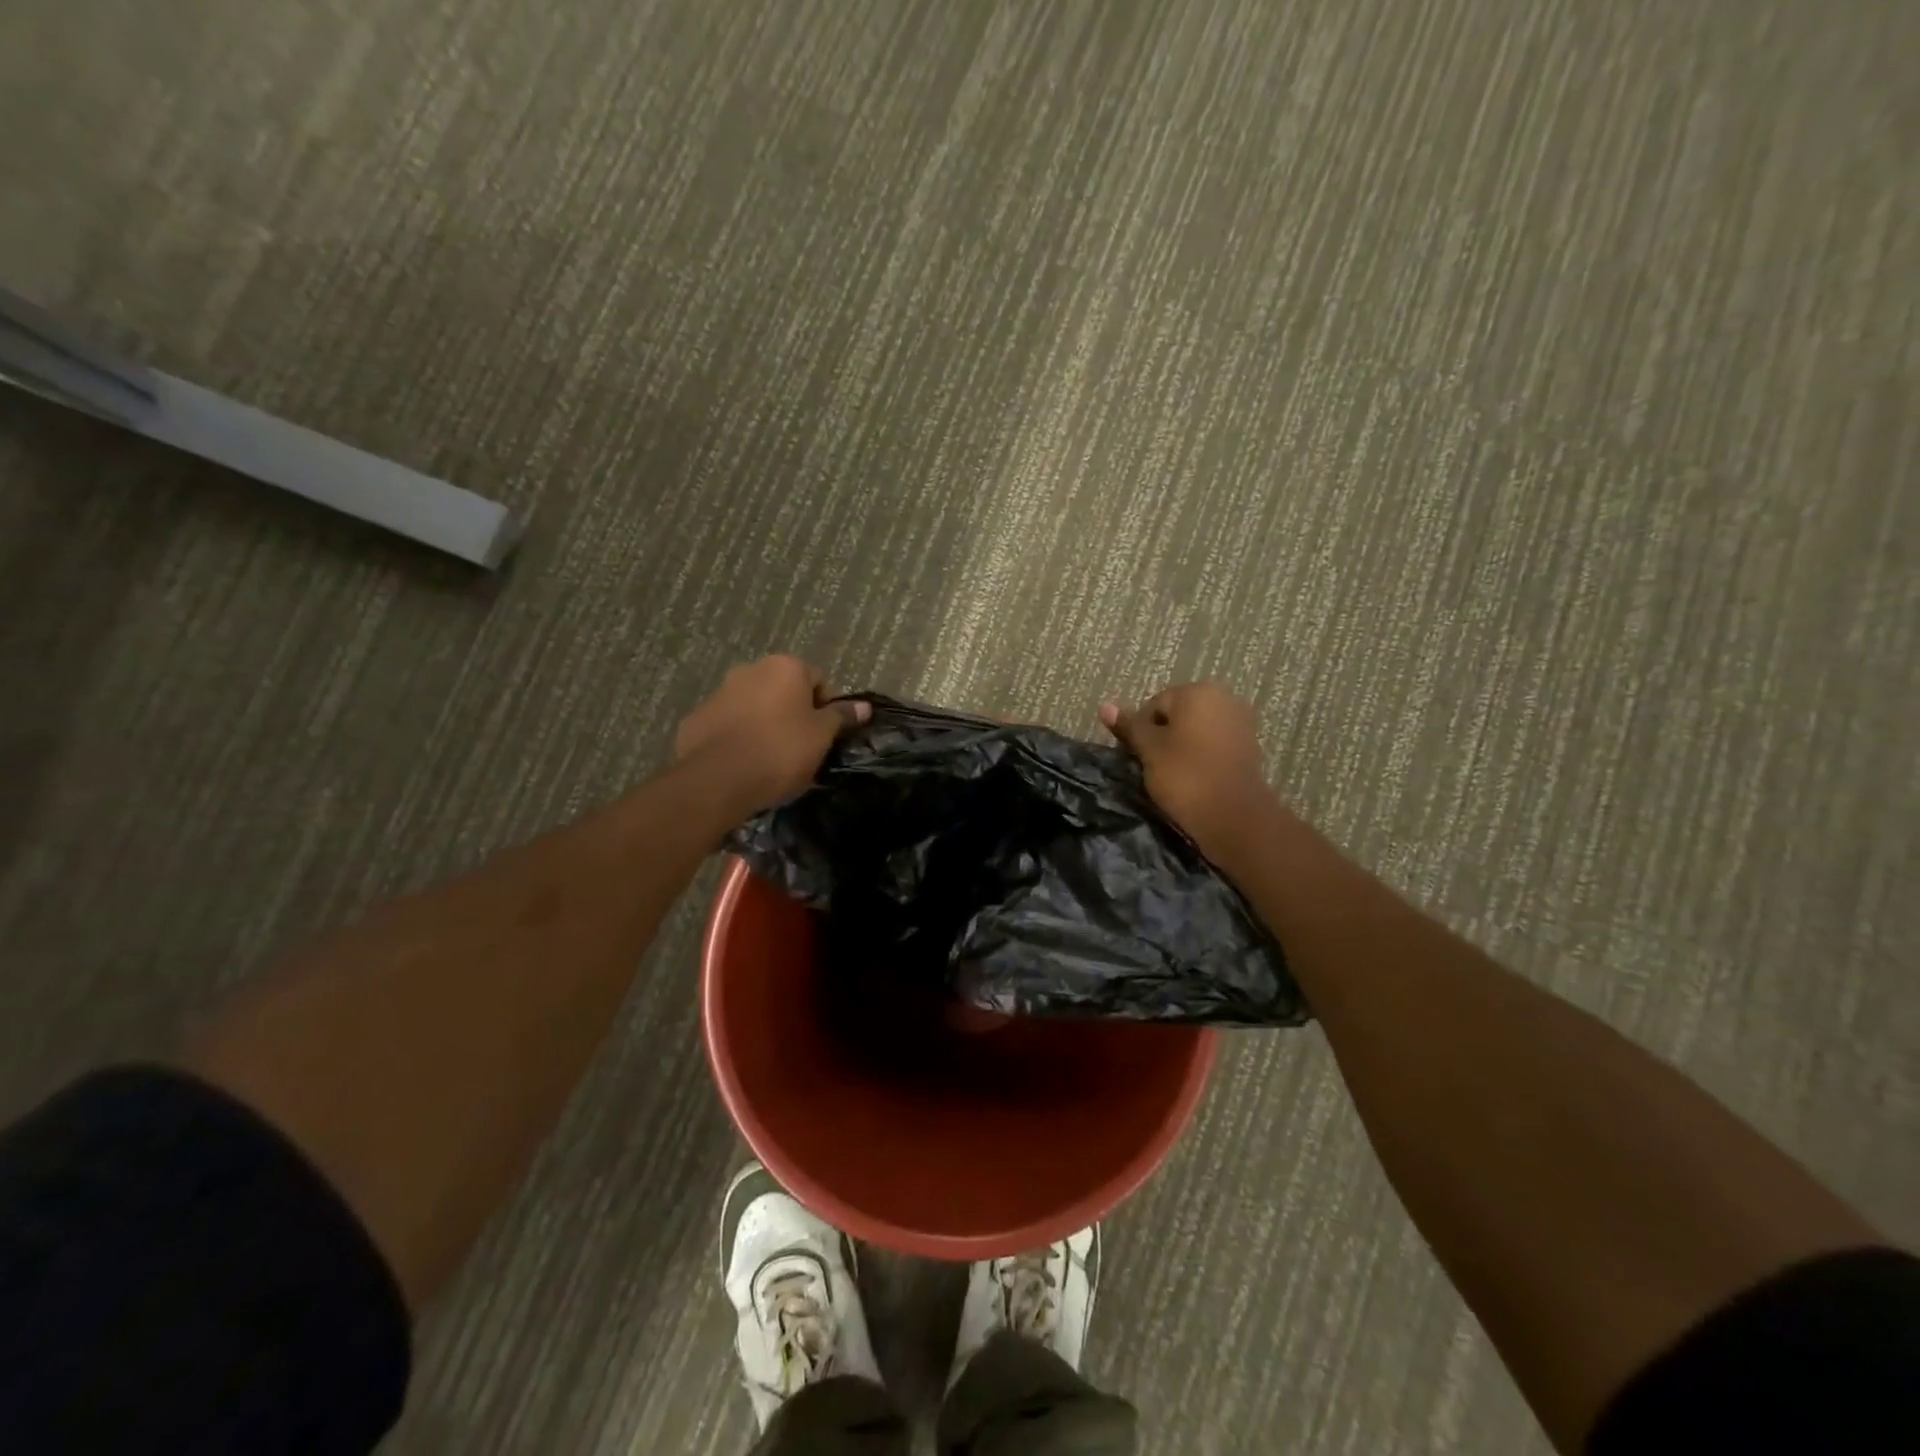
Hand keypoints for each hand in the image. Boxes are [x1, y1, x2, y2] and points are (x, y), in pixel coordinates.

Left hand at [675, 656, 870, 815]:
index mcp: (785, 667)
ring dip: (765, 723)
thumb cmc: (781, 751)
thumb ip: (841, 717)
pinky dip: (738, 737)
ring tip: (770, 759)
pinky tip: (743, 763)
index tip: (825, 736)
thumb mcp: (821, 736)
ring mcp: (719, 692)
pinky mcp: (696, 718)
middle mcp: (750, 669)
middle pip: (783, 689)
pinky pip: (728, 724)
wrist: (717, 779)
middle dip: (793, 713)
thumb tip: (864, 706)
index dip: (826, 708)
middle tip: (801, 747)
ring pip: (754, 705)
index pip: (818, 679)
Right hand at [1100, 682, 1285, 866]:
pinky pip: (1213, 744)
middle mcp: (1223, 698)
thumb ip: (1129, 726)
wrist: (1234, 817)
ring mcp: (1240, 722)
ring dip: (1180, 747)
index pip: (1154, 705)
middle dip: (1161, 736)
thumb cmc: (1185, 776)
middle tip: (1150, 766)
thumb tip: (1105, 706)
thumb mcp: (1149, 750)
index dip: (1139, 731)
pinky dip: (1200, 756)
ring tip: (1170, 775)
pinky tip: (1192, 778)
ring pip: (1195, 730)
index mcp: (1197, 692)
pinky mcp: (1249, 746)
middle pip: (1177, 715)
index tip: (1135, 757)